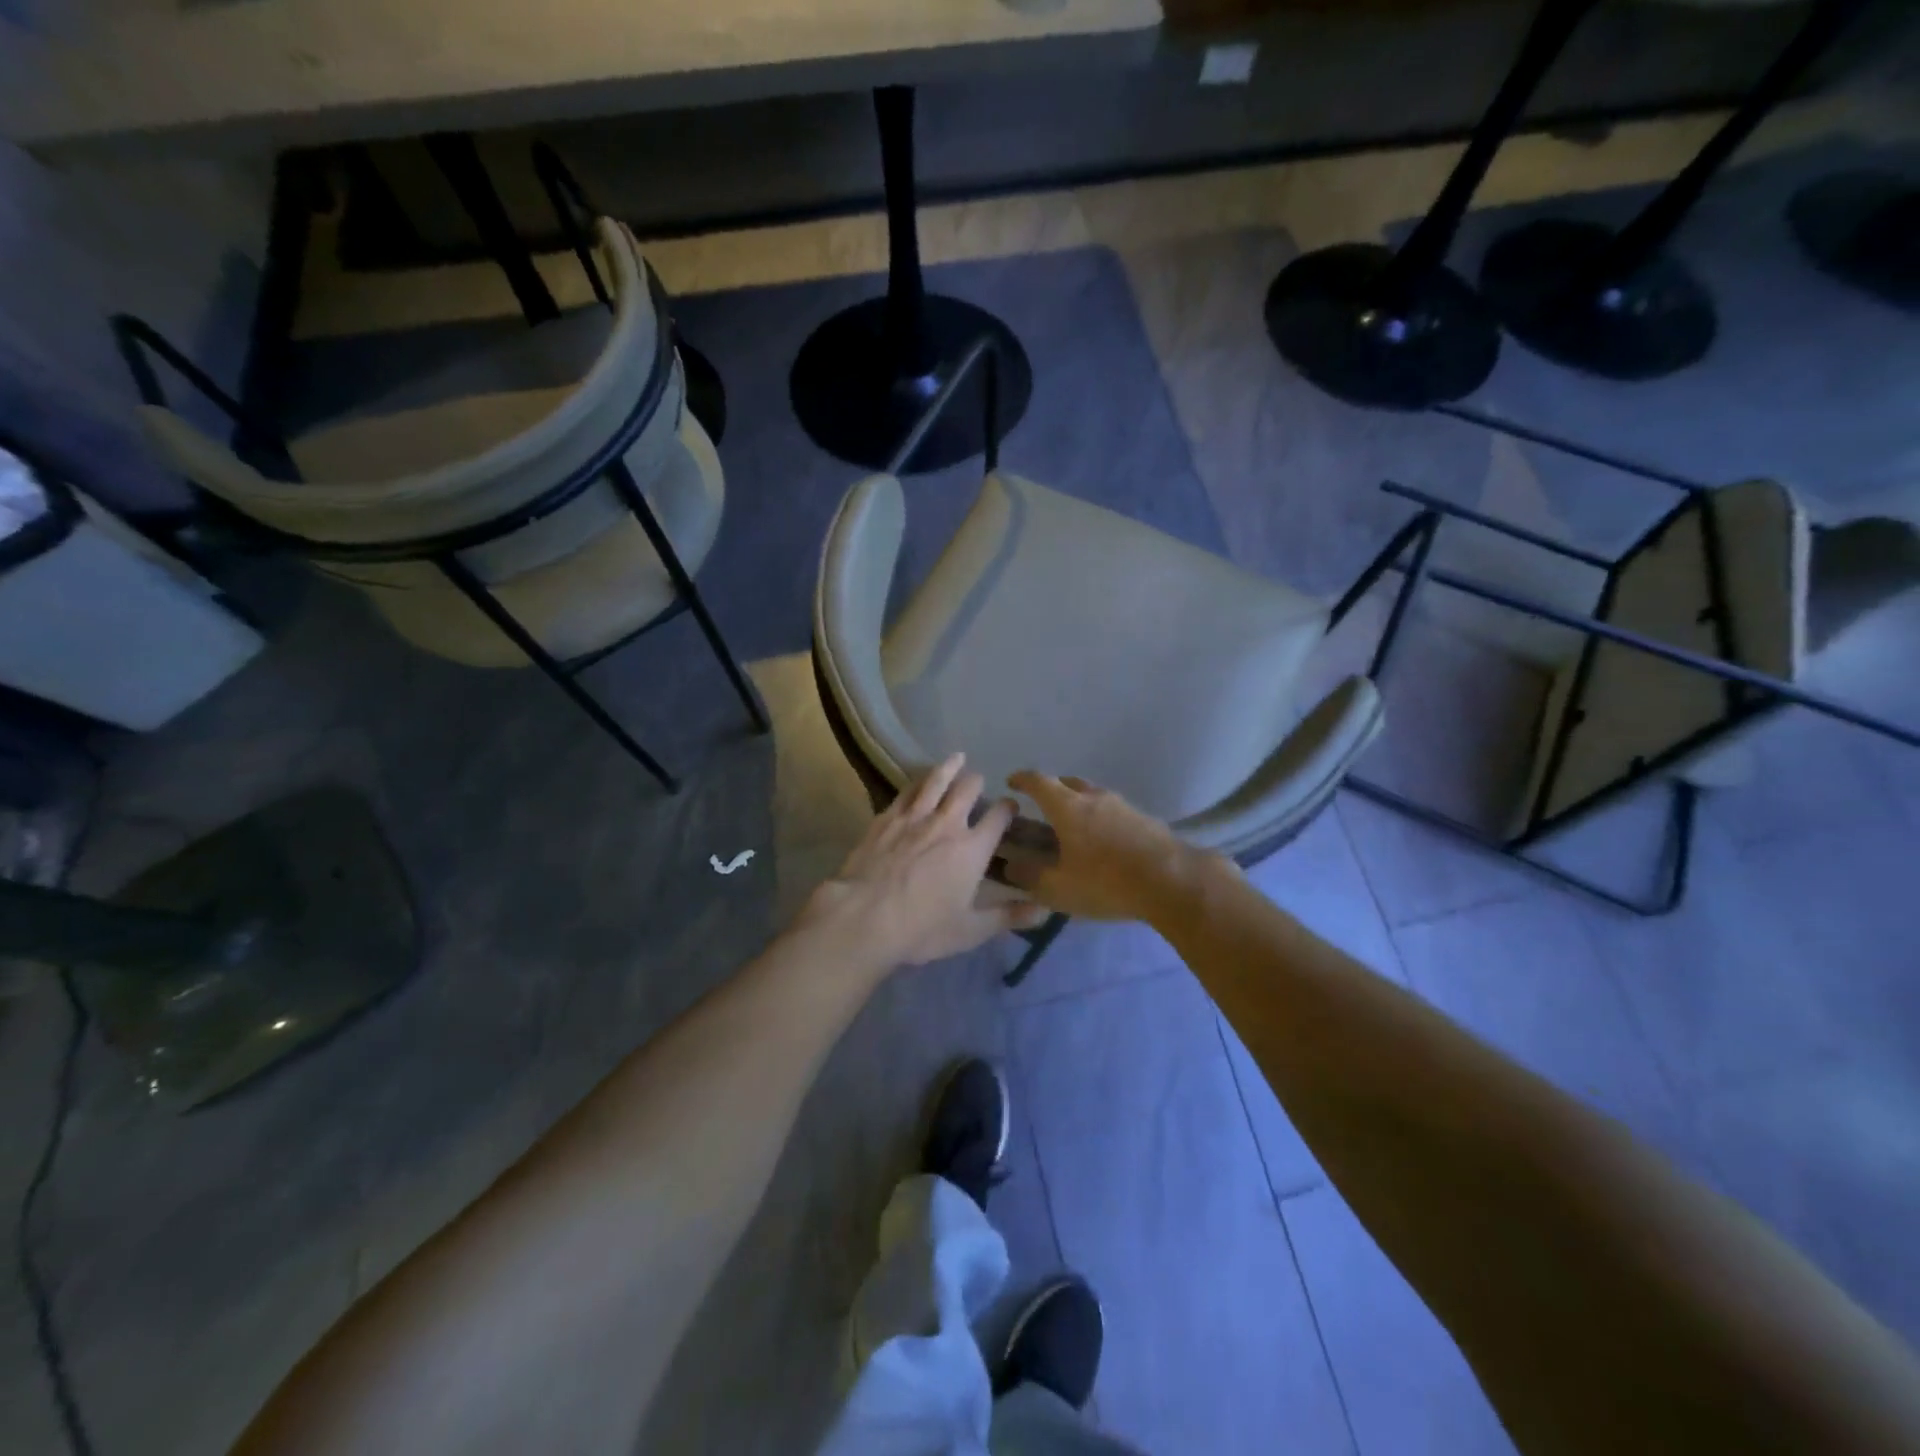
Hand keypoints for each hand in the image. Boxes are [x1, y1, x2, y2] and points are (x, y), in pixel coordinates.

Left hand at [802, 754, 1049, 968]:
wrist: (864, 917)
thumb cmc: (922, 928)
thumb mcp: (971, 930)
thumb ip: (1008, 917)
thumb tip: (1045, 912)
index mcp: (972, 849)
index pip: (998, 818)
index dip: (1008, 808)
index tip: (1011, 806)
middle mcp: (946, 824)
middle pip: (967, 790)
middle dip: (977, 782)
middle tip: (979, 780)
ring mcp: (913, 817)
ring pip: (935, 781)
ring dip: (948, 767)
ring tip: (956, 758)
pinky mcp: (885, 818)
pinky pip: (905, 792)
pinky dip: (916, 782)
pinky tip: (917, 780)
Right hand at [1002, 771, 1211, 921]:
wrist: (1173, 881)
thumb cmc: (1107, 882)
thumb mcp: (1059, 888)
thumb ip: (1030, 877)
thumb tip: (1010, 866)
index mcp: (1067, 807)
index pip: (1038, 782)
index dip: (1023, 780)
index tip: (1012, 782)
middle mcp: (1094, 798)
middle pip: (1067, 782)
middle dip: (1051, 789)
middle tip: (1041, 807)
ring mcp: (1123, 805)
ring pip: (1093, 795)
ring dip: (1078, 803)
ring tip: (1073, 826)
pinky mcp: (1144, 819)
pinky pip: (1113, 811)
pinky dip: (1100, 818)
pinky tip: (1103, 842)